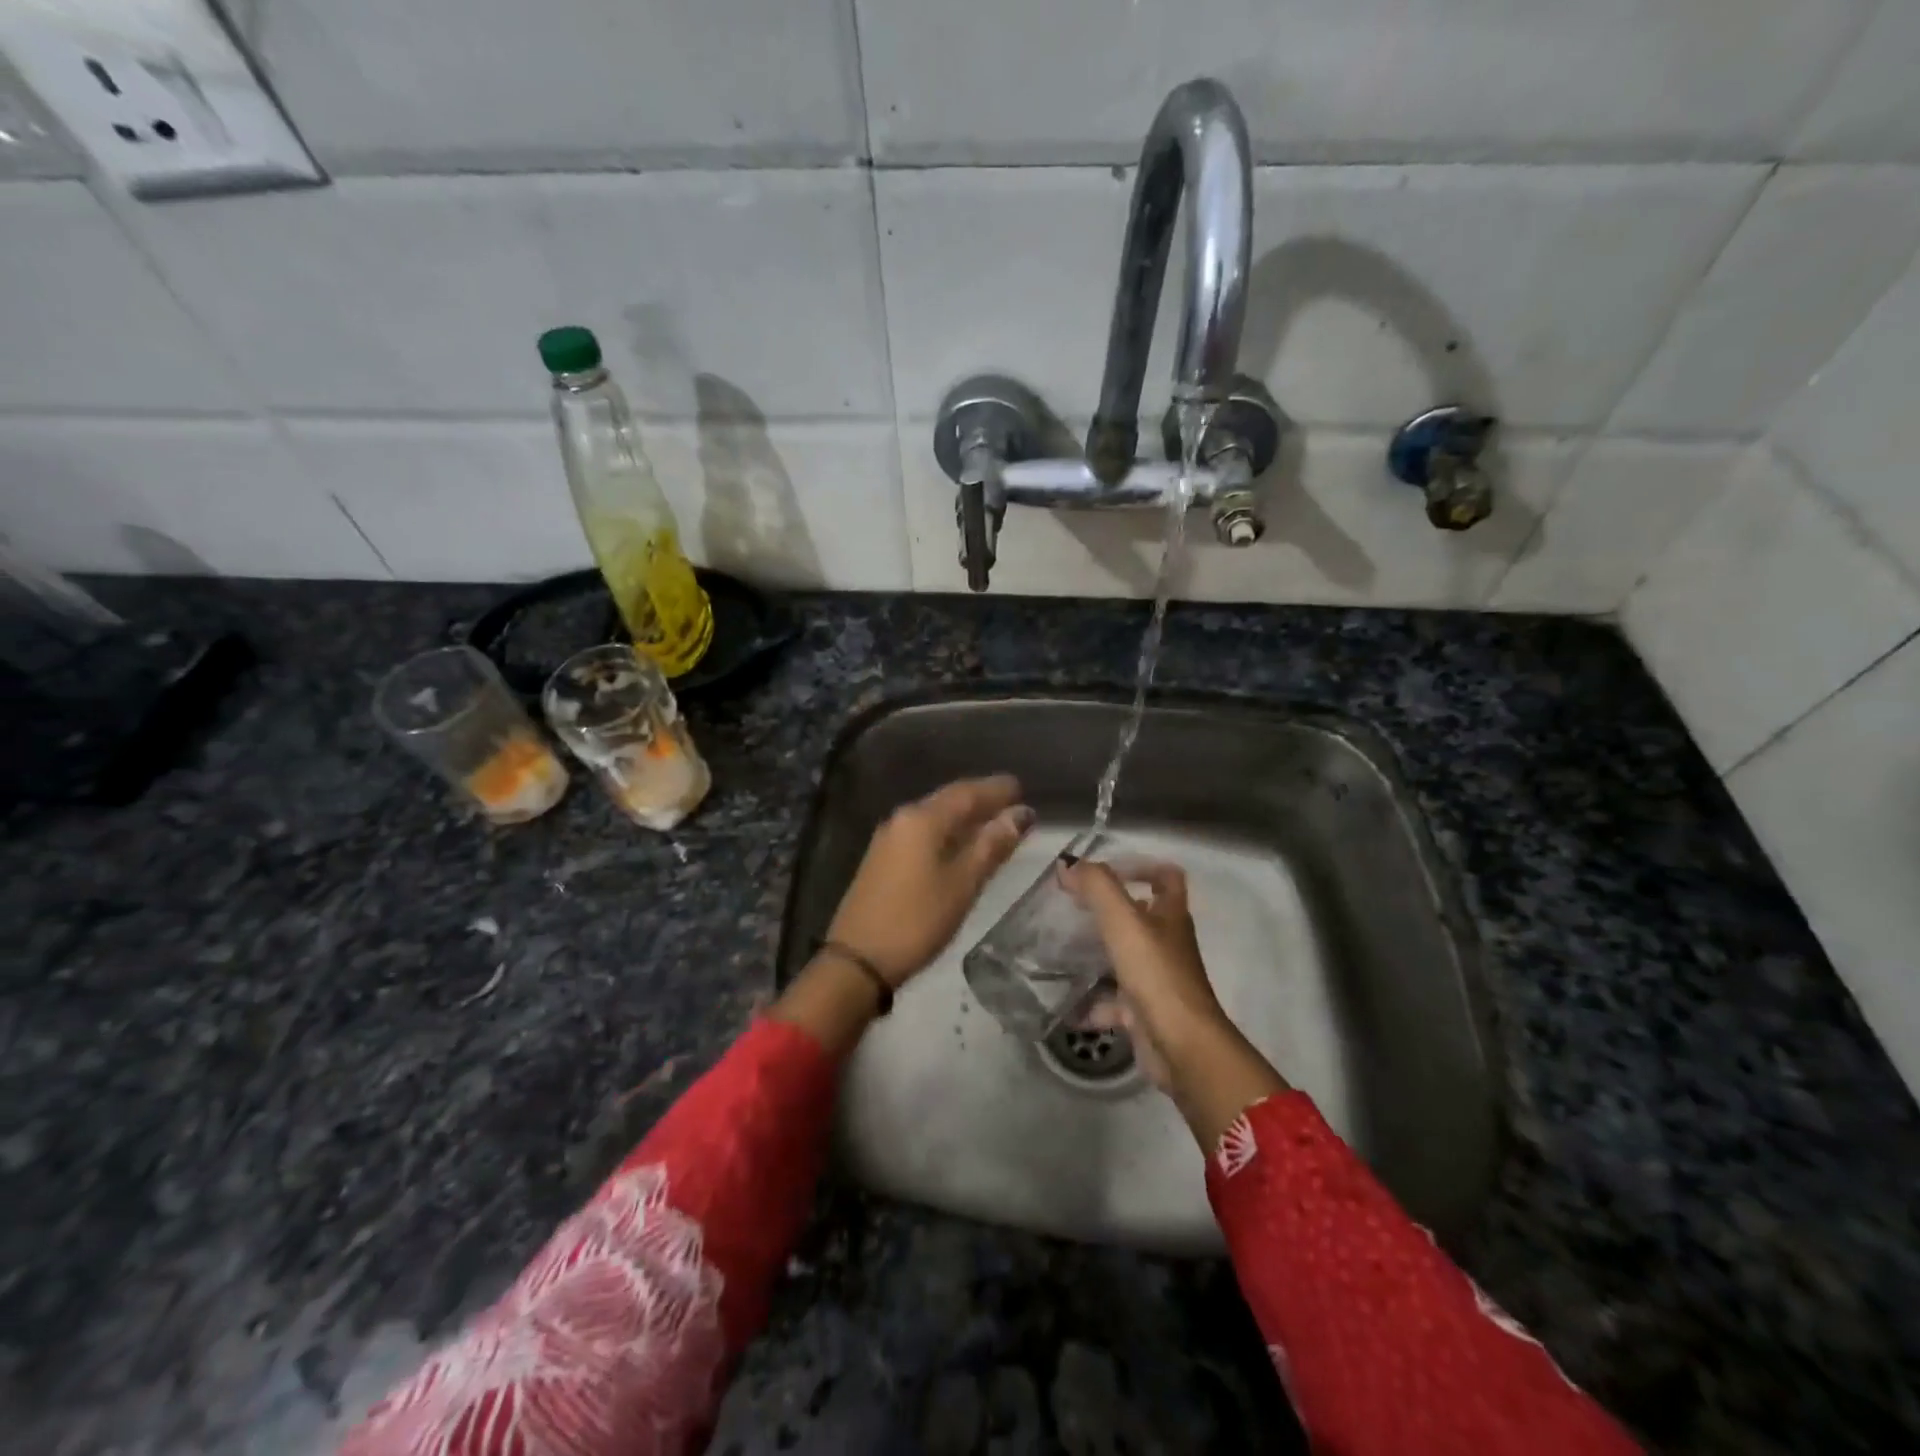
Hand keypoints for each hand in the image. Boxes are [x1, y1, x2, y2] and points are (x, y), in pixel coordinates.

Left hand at [828, 774, 1033, 985]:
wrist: (858, 960)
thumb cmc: (917, 920)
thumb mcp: (963, 884)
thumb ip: (992, 846)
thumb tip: (1021, 814)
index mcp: (923, 819)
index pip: (967, 792)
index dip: (997, 789)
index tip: (1022, 787)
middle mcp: (903, 818)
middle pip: (949, 799)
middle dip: (981, 799)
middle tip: (1013, 801)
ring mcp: (889, 837)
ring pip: (935, 815)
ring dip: (964, 815)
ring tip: (994, 820)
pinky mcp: (882, 857)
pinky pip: (922, 832)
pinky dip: (947, 831)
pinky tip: (961, 843)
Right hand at [1061, 860, 1226, 1089]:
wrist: (1182, 1046)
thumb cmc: (1156, 974)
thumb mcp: (1123, 921)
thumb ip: (1096, 887)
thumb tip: (1068, 864)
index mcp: (1171, 916)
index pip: (1167, 877)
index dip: (1142, 866)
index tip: (1106, 871)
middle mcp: (1167, 944)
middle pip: (1140, 917)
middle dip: (1106, 912)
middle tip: (1071, 908)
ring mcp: (1158, 980)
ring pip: (1124, 959)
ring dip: (1096, 955)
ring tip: (1060, 951)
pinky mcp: (1145, 1012)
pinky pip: (1114, 1002)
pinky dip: (1091, 1003)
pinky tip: (1065, 1003)